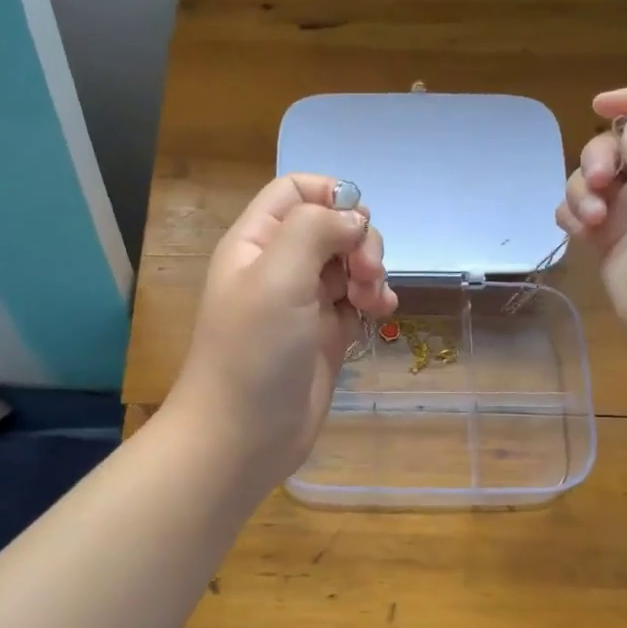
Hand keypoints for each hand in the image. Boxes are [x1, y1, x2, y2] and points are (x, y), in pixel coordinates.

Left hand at [171, 173, 397, 485]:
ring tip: (375, 302)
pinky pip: (357, 300)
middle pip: (331, 225)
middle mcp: (279, 265)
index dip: (331, 194)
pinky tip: (383, 313)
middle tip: (367, 274)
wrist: (243, 436)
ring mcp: (304, 301)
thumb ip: (315, 230)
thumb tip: (354, 218)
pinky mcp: (325, 334)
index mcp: (256, 242)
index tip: (357, 221)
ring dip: (372, 271)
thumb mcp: (278, 277)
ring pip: (349, 262)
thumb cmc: (254, 352)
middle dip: (359, 241)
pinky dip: (374, 299)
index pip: (295, 190)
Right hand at [557, 87, 626, 353]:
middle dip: (599, 157)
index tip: (598, 104)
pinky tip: (580, 233)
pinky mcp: (607, 236)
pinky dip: (574, 216)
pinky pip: (578, 210)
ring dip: (583, 192)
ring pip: (592, 177)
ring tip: (592, 221)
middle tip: (601, 183)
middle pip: (618, 143)